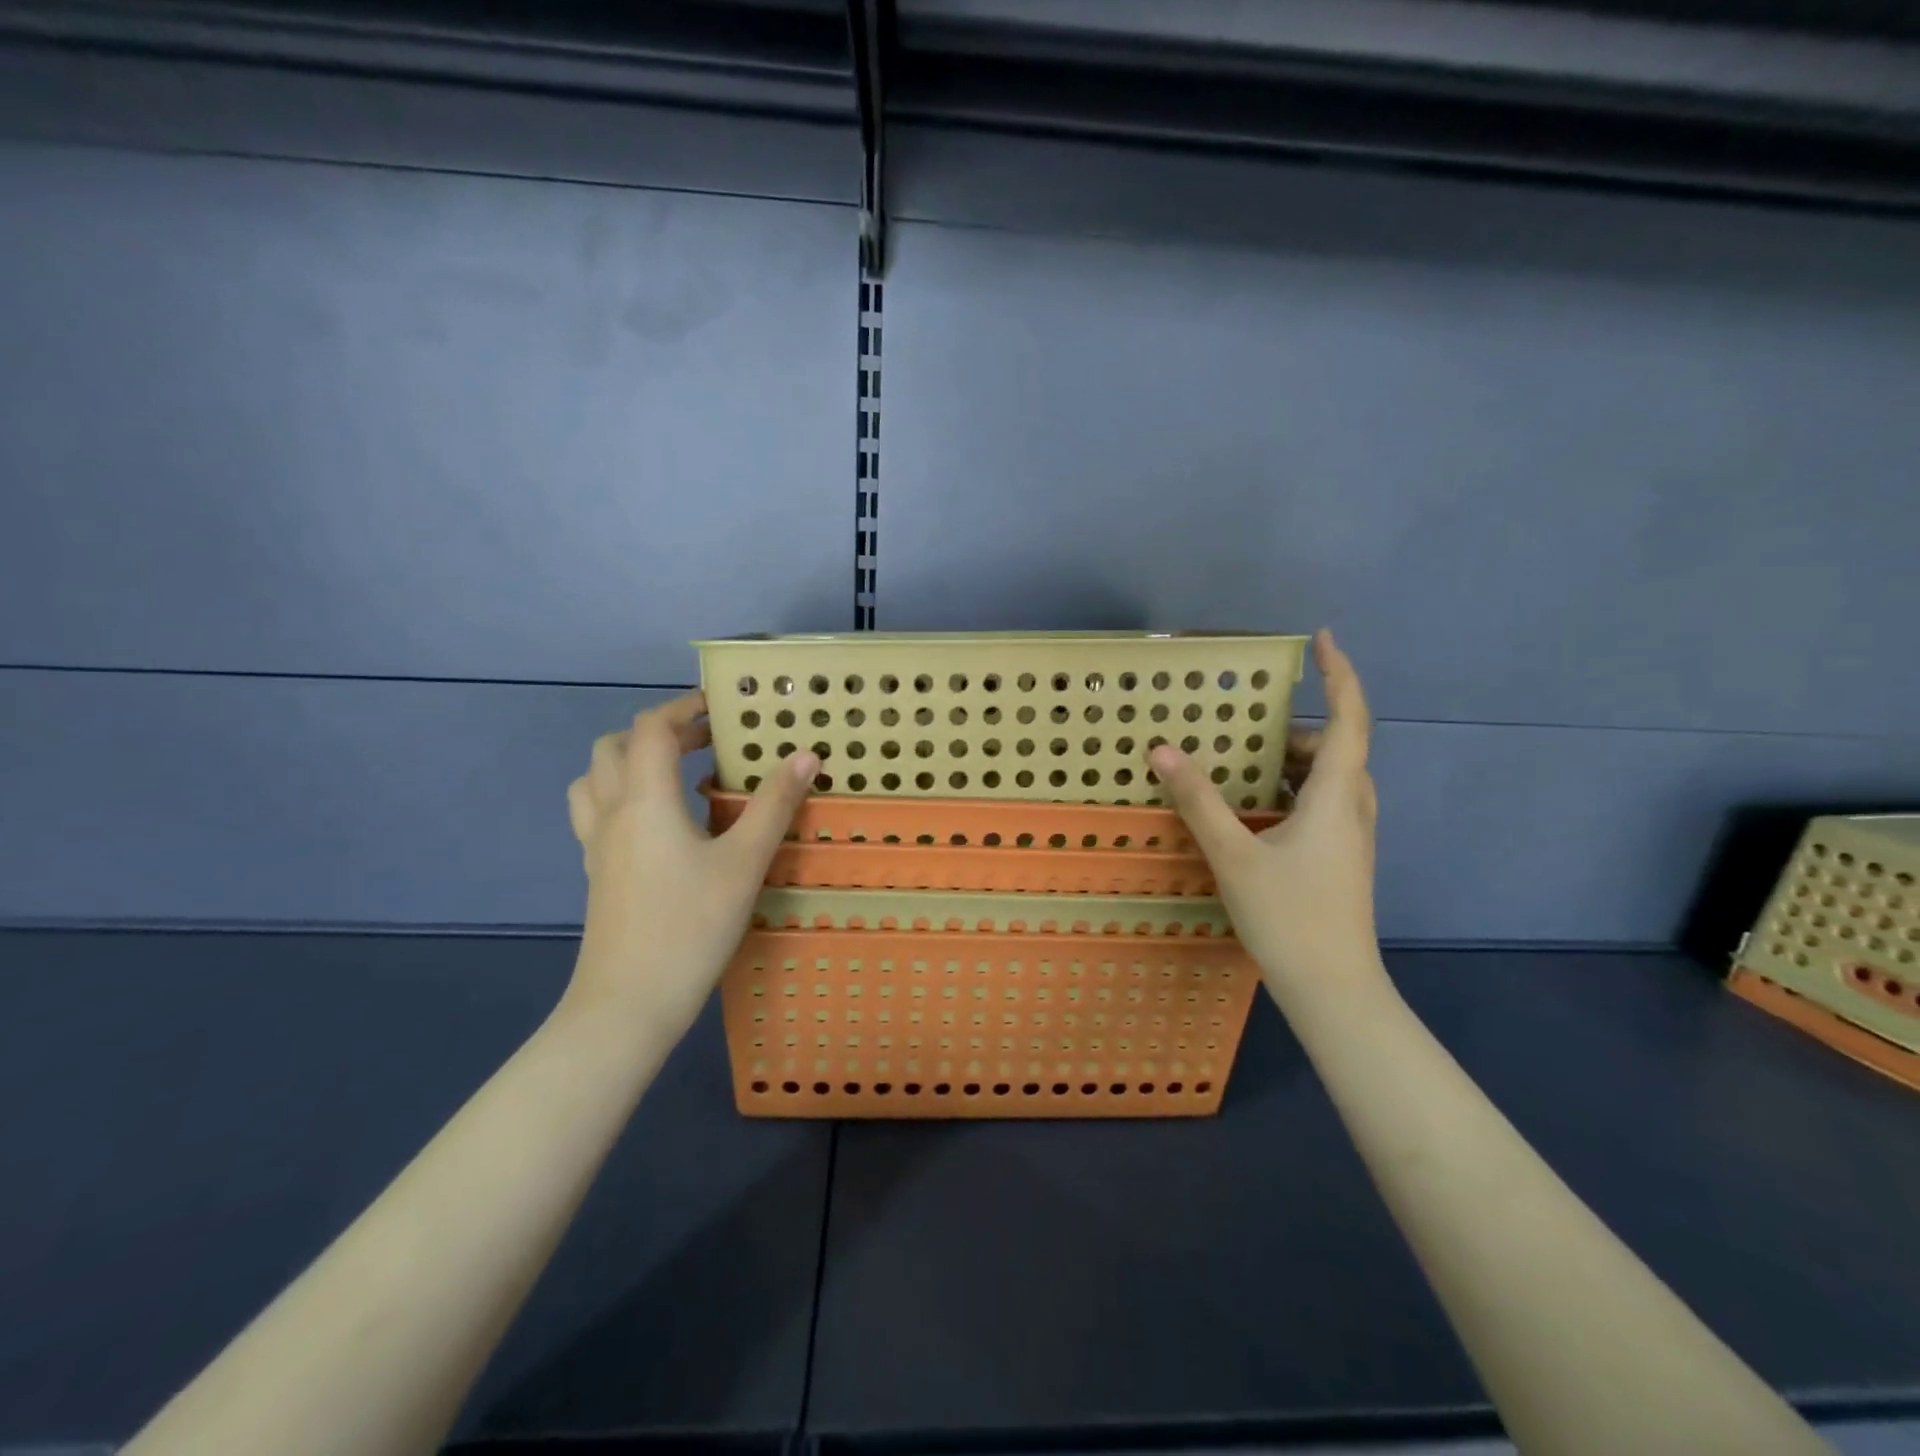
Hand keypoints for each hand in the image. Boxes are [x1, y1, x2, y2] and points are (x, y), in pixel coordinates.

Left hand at [565, 692, 815, 1041]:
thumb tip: (806, 755)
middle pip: (615, 746)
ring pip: (596, 779)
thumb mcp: (744, 863)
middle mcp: (612, 812)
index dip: (683, 707)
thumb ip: (774, 805)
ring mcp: (597, 845)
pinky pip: (597, 813)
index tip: (720, 706)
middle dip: (659, 731)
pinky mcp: (597, 873)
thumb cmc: (690, 926)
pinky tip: (660, 824)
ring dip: (631, 760)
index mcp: (644, 800)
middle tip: (705, 740)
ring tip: (675, 773)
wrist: (628, 1004)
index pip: (652, 728)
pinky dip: (623, 795)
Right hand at [1149, 630, 1381, 1001]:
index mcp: (1337, 796)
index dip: (1339, 674)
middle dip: (1297, 726)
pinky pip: (1322, 803)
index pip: (1349, 718)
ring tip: (1245, 761)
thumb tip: (1162, 751)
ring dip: (1293, 760)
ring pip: (1330, 778)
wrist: (1334, 989)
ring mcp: (1352, 835)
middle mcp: (1354, 807)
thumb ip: (1199, 800)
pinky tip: (1256, 809)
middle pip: (1338, 746)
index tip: (1322, 639)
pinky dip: (1292, 789)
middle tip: (1248, 723)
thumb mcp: (1234, 854)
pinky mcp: (1343, 857)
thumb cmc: (1289, 916)